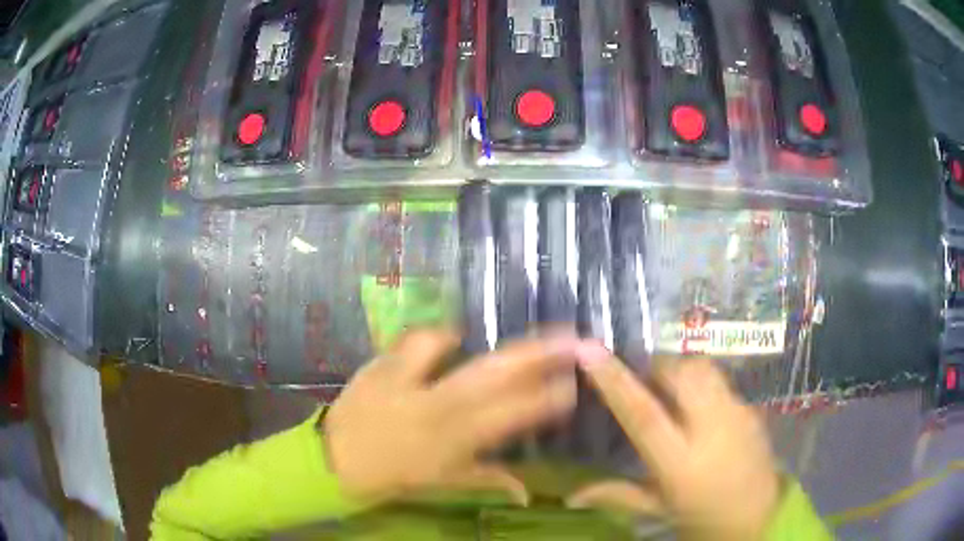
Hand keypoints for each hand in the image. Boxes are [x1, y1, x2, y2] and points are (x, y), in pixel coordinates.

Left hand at [323, 329, 578, 505]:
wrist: (335, 462)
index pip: (512, 415)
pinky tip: (441, 340)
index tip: (572, 384)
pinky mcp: (380, 366)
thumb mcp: (444, 483)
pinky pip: (410, 341)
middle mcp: (434, 407)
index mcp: (454, 441)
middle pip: (492, 374)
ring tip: (478, 342)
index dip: (547, 399)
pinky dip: (432, 338)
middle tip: (567, 338)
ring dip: (472, 341)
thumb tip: (525, 492)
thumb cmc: (394, 477)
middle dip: (536, 354)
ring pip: (446, 348)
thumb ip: (488, 480)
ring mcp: (403, 382)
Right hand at [568, 344, 779, 540]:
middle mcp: (711, 430)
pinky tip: (699, 405)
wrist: (758, 516)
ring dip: (681, 369)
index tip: (590, 350)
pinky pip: (721, 382)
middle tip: (643, 377)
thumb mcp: (657, 508)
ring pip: (705, 369)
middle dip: (657, 365)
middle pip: (681, 374)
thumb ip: (617, 494)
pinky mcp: (751, 409)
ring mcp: (737, 414)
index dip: (615, 381)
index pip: (643, 414)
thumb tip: (570, 495)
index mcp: (680, 462)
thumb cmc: (702, 517)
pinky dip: (703, 383)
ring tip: (670, 386)